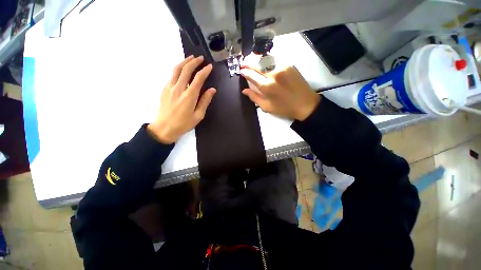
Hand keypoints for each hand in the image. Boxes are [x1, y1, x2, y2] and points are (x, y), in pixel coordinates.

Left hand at [148, 55, 215, 143]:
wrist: (164, 128)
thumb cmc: (184, 124)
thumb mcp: (198, 115)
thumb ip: (205, 101)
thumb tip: (212, 90)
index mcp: (189, 96)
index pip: (198, 78)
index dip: (205, 71)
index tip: (210, 66)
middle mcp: (179, 88)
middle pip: (186, 69)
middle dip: (194, 62)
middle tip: (200, 58)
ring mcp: (169, 87)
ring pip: (176, 69)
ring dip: (184, 62)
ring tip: (191, 58)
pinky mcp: (164, 89)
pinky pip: (172, 75)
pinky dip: (178, 69)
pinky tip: (182, 70)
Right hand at [240, 65, 319, 120]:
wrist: (305, 104)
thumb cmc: (284, 108)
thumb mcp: (267, 107)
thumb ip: (254, 97)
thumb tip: (244, 90)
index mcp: (267, 86)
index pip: (251, 75)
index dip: (245, 72)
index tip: (241, 71)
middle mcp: (273, 74)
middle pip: (257, 64)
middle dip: (248, 62)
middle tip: (243, 62)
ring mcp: (282, 67)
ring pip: (265, 59)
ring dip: (257, 59)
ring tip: (251, 60)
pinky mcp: (289, 65)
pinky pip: (275, 60)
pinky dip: (267, 61)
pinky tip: (264, 63)